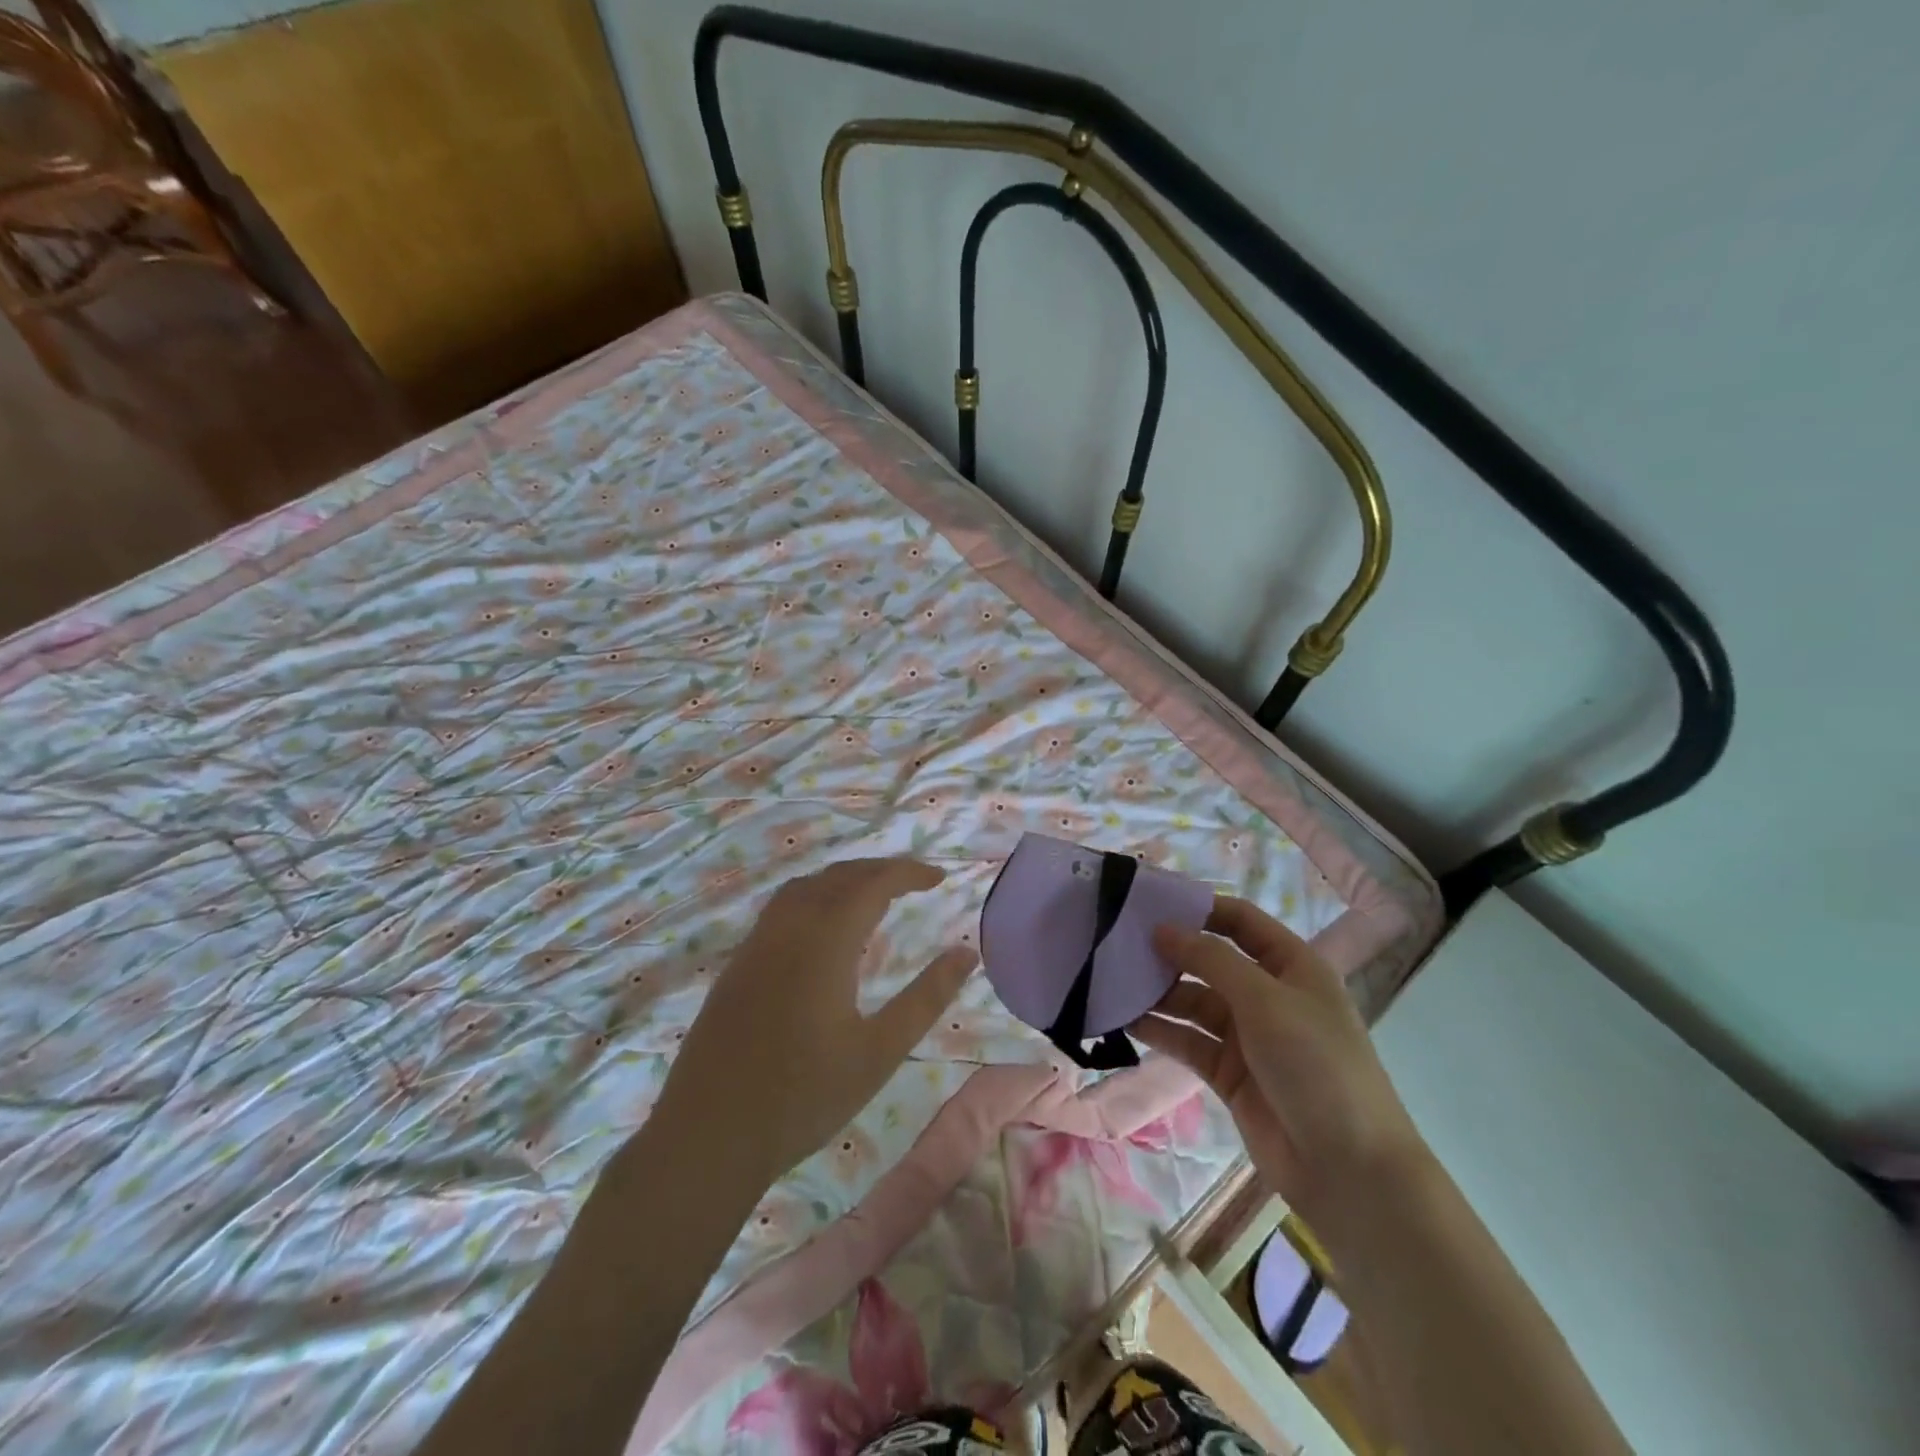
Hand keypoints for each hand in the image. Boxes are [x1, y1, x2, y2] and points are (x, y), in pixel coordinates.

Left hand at [656, 858, 975, 1185]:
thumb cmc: (805, 1097)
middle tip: (912, 881)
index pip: (872, 884)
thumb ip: (926, 998)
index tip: (939, 878)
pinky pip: (781, 908)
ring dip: (842, 879)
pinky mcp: (738, 964)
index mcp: (825, 942)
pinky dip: (814, 897)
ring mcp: (756, 944)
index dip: (908, 873)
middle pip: (837, 876)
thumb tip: (966, 954)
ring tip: (872, 895)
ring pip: (804, 887)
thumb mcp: (879, 1051)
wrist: (710, 1135)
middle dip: (878, 870)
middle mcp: (787, 929)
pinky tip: (824, 930)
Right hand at [1132, 897, 1424, 1224]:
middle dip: (1169, 951)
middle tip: (1116, 941)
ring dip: (1158, 992)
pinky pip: (1187, 1040)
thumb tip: (1162, 928)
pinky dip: (1159, 1029)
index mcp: (1292, 966)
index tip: (1150, 901)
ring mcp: (1247, 1035)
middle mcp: (1268, 994)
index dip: (1199, 907)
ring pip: (1193, 1001)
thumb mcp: (1265, 1001)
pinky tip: (1123, 1019)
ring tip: (1111, 979)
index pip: (1240, 921)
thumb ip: (1211, 960)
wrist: (1349, 1170)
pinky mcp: (1228, 1072)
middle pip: (1211, 960)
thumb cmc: (1316, 1066)